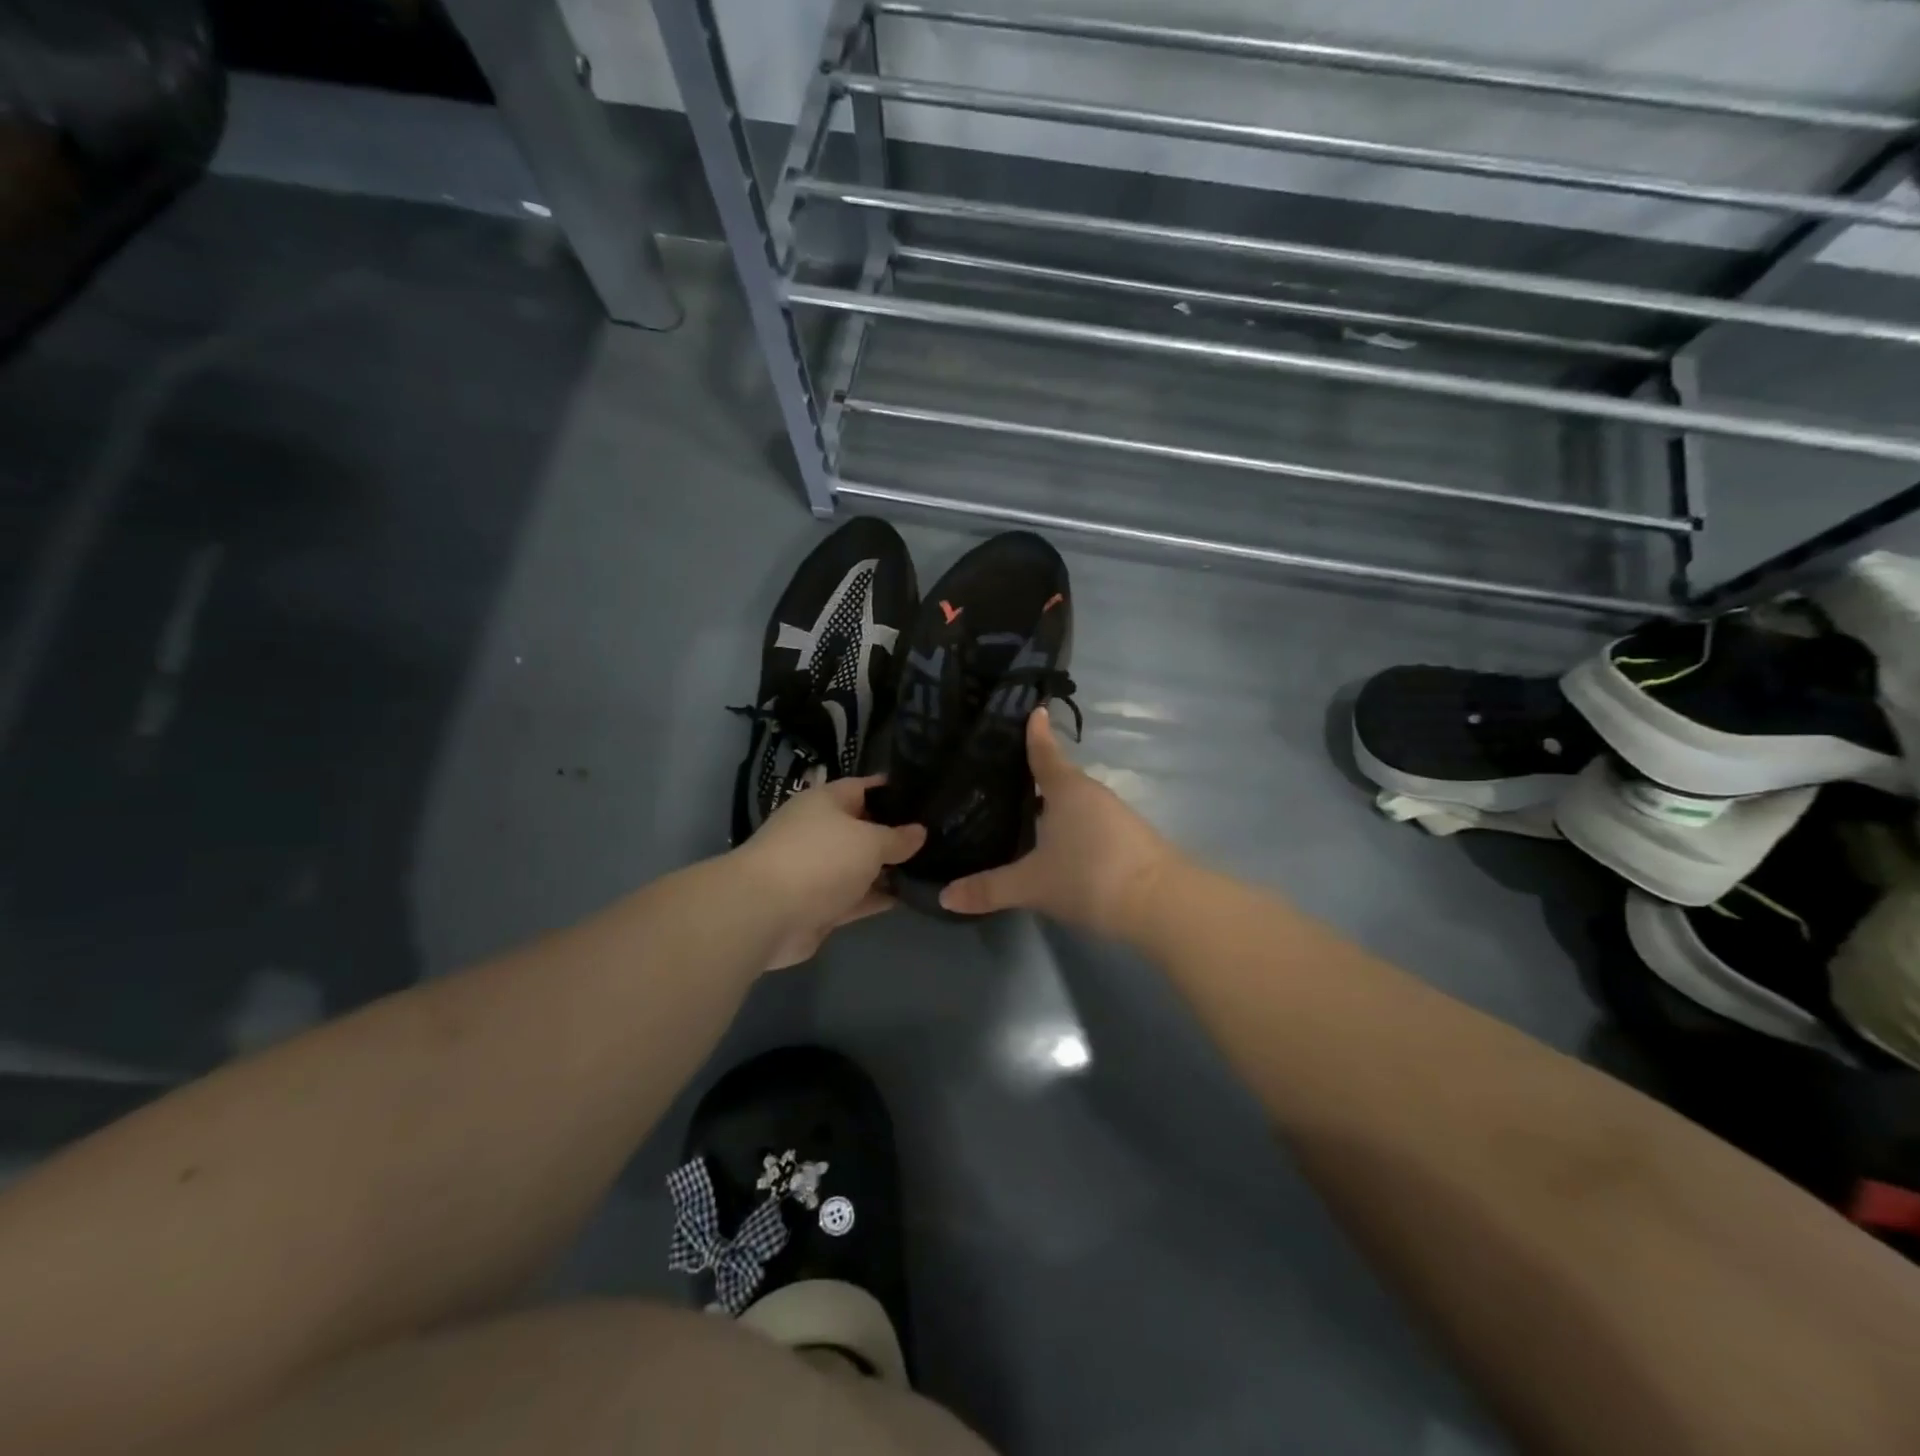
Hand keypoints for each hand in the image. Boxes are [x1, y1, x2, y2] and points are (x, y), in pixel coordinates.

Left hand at [734, 775, 925, 969]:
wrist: (766, 913)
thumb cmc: (820, 859)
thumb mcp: (869, 841)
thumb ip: (897, 838)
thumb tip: (919, 832)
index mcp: (825, 802)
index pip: (865, 787)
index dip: (894, 791)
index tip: (927, 796)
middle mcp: (820, 831)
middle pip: (864, 828)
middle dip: (896, 833)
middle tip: (939, 836)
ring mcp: (818, 870)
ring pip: (861, 866)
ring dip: (889, 869)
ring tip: (934, 867)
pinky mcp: (820, 906)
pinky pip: (856, 897)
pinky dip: (878, 897)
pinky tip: (911, 897)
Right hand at [940, 710, 1180, 938]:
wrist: (1161, 904)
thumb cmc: (1089, 876)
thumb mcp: (1032, 885)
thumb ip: (989, 889)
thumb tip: (946, 895)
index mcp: (1066, 788)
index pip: (1044, 752)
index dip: (1035, 732)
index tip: (1031, 708)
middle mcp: (1091, 794)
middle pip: (1058, 777)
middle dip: (1032, 776)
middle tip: (998, 775)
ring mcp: (1114, 816)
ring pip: (1074, 803)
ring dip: (1051, 805)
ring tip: (1020, 811)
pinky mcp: (1128, 839)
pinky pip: (1089, 823)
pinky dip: (1069, 826)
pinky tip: (1054, 844)